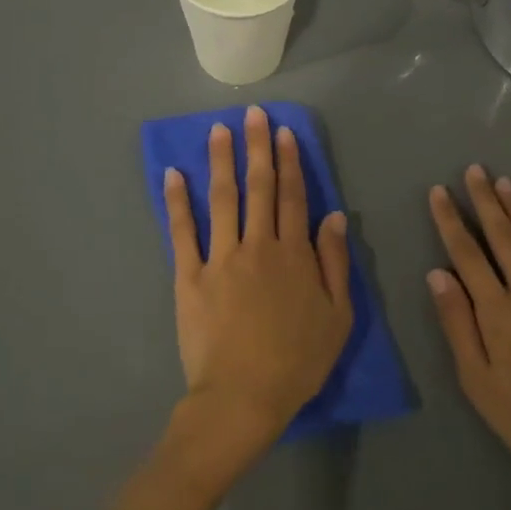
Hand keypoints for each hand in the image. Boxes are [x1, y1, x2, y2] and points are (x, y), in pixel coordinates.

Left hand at [164, 106, 353, 458]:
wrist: (244, 395)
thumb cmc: (297, 360)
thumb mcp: (337, 316)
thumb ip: (335, 263)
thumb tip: (334, 216)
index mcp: (294, 254)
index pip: (293, 196)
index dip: (290, 162)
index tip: (284, 132)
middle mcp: (257, 245)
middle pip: (259, 187)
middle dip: (257, 147)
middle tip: (253, 113)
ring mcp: (220, 258)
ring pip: (222, 198)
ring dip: (221, 161)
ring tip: (218, 130)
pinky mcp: (189, 276)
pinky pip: (182, 231)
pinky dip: (177, 201)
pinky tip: (173, 174)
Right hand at [426, 166, 510, 509]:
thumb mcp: (477, 381)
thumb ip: (458, 324)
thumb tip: (438, 274)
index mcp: (498, 313)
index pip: (468, 256)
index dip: (451, 222)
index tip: (439, 192)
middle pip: (505, 239)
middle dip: (486, 202)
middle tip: (475, 170)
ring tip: (506, 182)